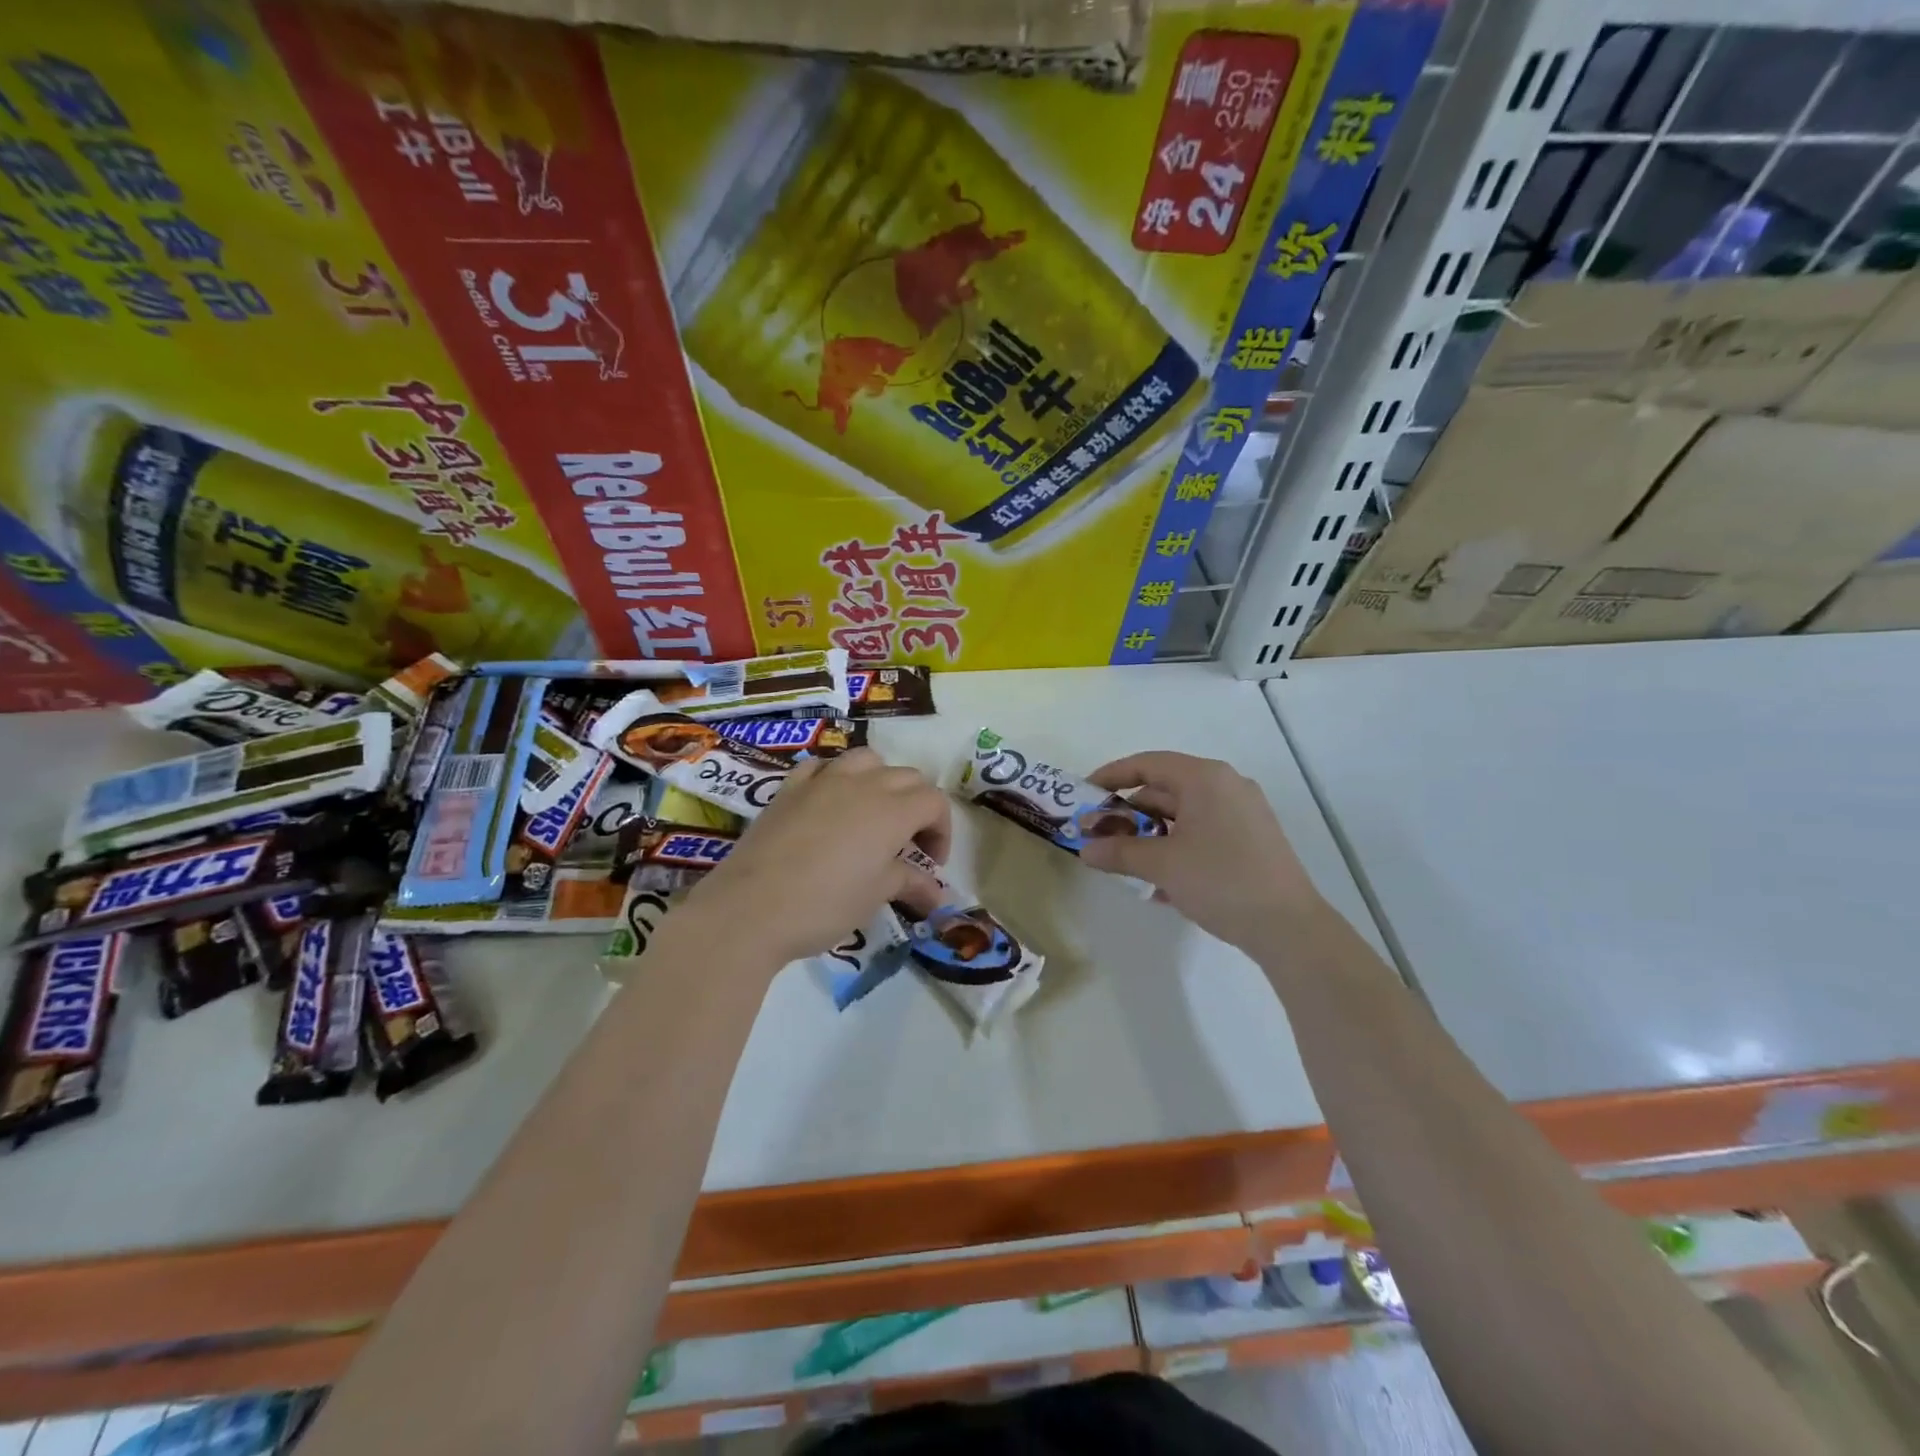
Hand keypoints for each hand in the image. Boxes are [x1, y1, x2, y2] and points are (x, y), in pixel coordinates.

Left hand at [675, 747, 949, 968]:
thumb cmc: (825, 905)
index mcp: (892, 810)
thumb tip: (938, 895)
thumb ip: (910, 884)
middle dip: (917, 806)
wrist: (749, 909)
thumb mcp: (875, 896)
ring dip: (880, 781)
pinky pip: (821, 766)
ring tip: (872, 815)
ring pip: (866, 760)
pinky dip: (834, 777)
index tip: (931, 863)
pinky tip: (828, 802)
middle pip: (907, 777)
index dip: (941, 830)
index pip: (934, 801)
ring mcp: (822, 781)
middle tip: (908, 845)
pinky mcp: (789, 788)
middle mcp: (862, 784)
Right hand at [1078, 751, 1322, 956]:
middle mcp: (1226, 786)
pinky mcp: (1252, 840)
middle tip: (1101, 836)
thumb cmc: (1220, 881)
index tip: (1085, 795)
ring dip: (1151, 835)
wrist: (1289, 927)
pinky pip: (1203, 833)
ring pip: (1183, 814)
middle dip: (1129, 813)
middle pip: (1165, 789)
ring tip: (1126, 862)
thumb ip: (1119, 851)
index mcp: (1205, 778)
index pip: (1147, 764)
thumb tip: (1085, 849)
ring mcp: (1243, 813)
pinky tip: (1159, 883)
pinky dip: (1177, 847)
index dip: (1111, 776)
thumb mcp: (1162, 865)